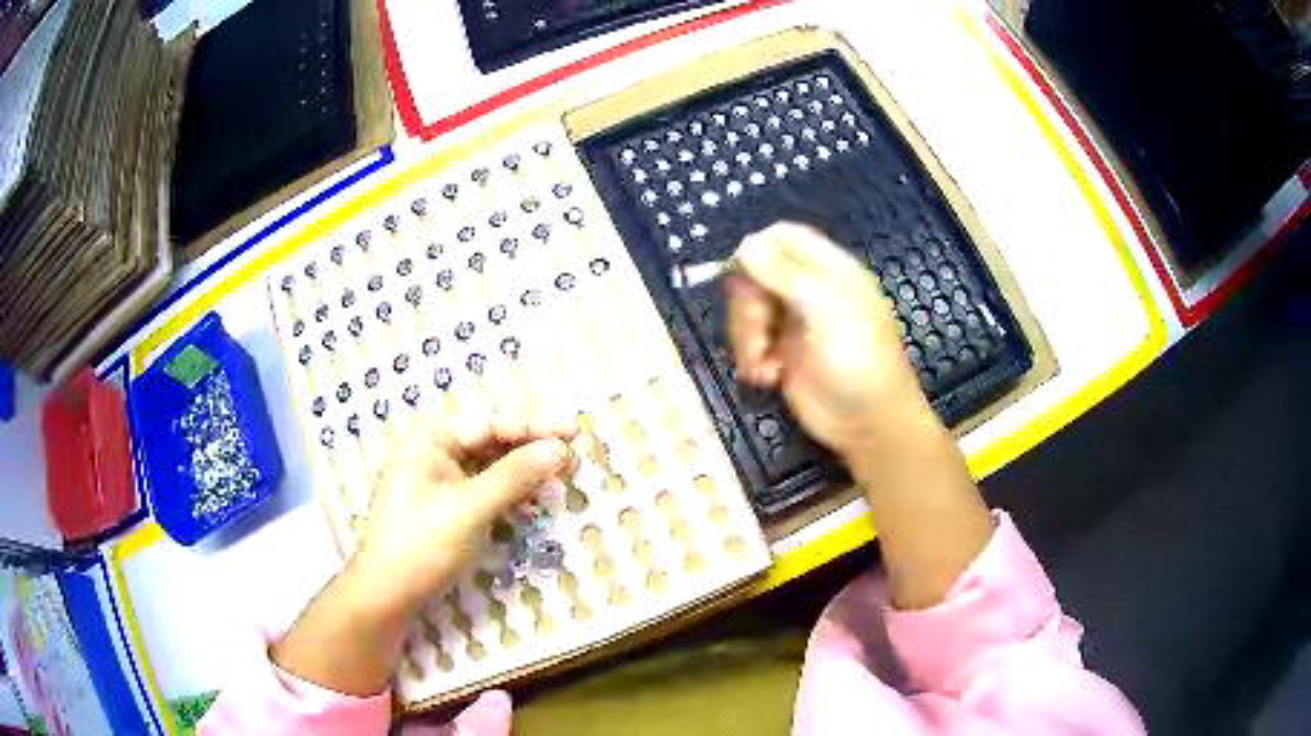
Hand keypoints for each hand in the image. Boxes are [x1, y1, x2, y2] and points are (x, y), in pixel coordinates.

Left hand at [352, 409, 578, 618]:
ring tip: (557, 481)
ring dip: (522, 474)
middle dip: (530, 451)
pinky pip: (483, 489)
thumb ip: (515, 476)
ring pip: (489, 467)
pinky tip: (530, 504)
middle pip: (491, 442)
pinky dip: (508, 495)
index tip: (574, 434)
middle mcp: (433, 451)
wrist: (388, 594)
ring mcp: (438, 479)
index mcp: (430, 439)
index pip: (490, 424)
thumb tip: (560, 448)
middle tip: (571, 460)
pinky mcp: (445, 505)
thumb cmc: (422, 545)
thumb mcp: (471, 509)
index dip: (534, 428)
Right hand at [726, 222, 929, 458]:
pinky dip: (751, 359)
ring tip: (765, 368)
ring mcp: (793, 323)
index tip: (741, 274)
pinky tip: (769, 378)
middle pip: (755, 275)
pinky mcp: (781, 354)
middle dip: (748, 305)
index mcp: (828, 270)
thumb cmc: (859, 362)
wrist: (869, 425)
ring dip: (746, 339)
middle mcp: (807, 290)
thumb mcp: (826, 311)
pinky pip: (750, 342)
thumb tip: (745, 243)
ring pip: (747, 311)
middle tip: (761, 332)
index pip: (784, 237)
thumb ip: (785, 275)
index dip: (757, 249)